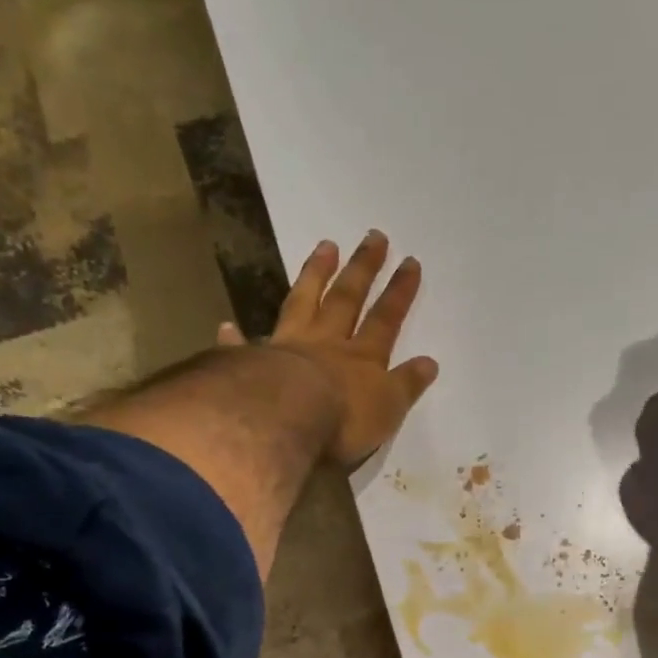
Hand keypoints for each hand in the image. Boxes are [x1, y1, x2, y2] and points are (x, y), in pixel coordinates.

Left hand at [218, 231, 439, 465]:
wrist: (285, 419)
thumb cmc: (343, 420)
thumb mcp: (388, 408)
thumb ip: (406, 384)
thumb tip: (429, 363)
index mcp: (361, 358)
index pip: (386, 320)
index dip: (399, 293)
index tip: (409, 262)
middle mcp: (326, 344)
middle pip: (347, 299)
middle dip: (363, 269)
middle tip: (373, 237)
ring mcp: (286, 348)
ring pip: (302, 303)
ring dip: (314, 275)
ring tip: (325, 247)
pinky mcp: (250, 363)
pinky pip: (244, 346)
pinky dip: (238, 337)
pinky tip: (228, 326)